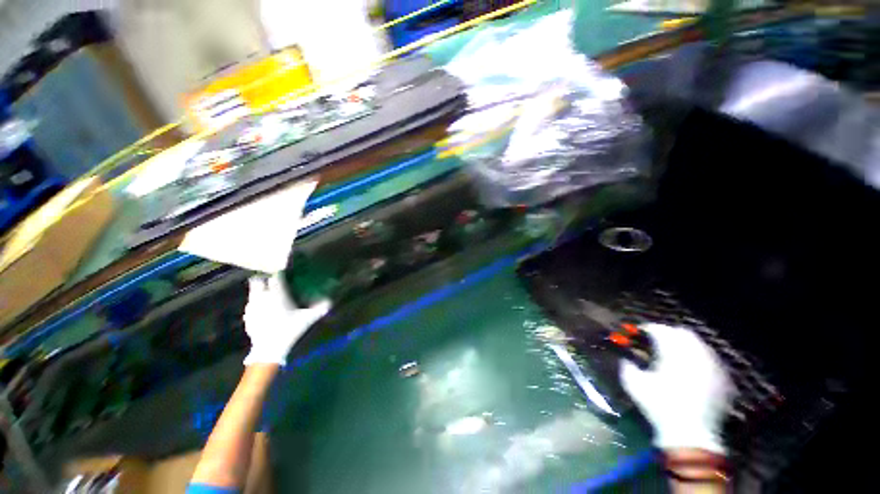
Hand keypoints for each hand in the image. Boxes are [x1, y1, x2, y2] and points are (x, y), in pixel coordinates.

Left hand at [242, 274, 330, 365]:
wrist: (269, 349)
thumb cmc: (289, 330)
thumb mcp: (307, 319)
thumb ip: (319, 309)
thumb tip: (330, 301)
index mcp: (277, 295)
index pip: (275, 277)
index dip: (279, 274)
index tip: (284, 273)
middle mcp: (262, 297)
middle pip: (257, 281)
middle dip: (264, 279)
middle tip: (273, 281)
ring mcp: (252, 307)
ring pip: (253, 292)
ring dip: (259, 291)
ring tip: (269, 294)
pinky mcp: (247, 316)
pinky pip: (251, 304)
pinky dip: (256, 303)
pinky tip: (264, 309)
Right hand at [620, 323, 733, 453]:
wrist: (690, 435)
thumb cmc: (659, 407)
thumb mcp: (634, 385)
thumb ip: (627, 367)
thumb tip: (627, 359)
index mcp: (674, 355)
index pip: (662, 331)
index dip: (649, 328)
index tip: (641, 332)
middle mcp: (697, 356)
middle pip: (685, 333)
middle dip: (670, 333)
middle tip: (658, 340)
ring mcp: (714, 368)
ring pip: (701, 345)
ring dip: (686, 345)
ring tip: (675, 354)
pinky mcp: (724, 381)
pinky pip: (712, 361)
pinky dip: (700, 359)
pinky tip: (692, 370)